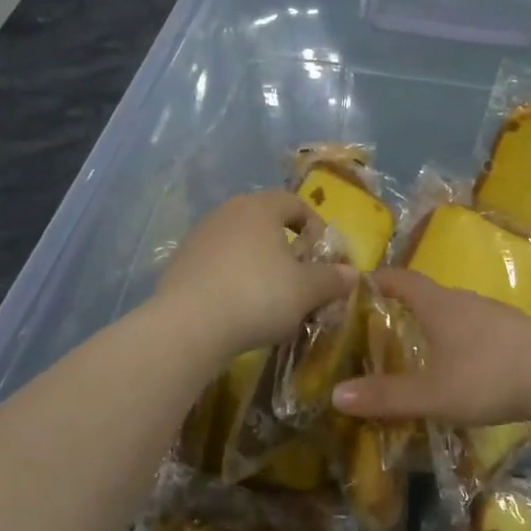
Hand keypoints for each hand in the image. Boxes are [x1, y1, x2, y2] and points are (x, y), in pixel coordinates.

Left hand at [153, 192, 354, 361]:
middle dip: (287, 248)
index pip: (294, 203)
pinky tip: (240, 309)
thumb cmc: (258, 296)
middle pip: (265, 222)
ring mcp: (198, 238)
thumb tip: (351, 273)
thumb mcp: (307, 290)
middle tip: (301, 279)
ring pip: (240, 245)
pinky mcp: (179, 265)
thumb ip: (332, 279)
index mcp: (259, 207)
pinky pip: (218, 266)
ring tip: (271, 299)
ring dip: (260, 266)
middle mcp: (226, 213)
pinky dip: (234, 280)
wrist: (188, 327)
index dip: (315, 227)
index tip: (323, 257)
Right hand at [331, 267, 530, 425]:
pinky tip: (468, 362)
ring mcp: (496, 313)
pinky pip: (481, 327)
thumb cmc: (487, 377)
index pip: (402, 280)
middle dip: (407, 306)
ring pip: (458, 311)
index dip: (380, 280)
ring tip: (425, 346)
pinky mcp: (518, 330)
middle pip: (430, 295)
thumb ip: (386, 396)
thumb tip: (336, 395)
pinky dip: (465, 338)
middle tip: (386, 325)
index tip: (361, 283)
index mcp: (439, 306)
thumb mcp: (432, 394)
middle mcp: (466, 301)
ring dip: (439, 323)